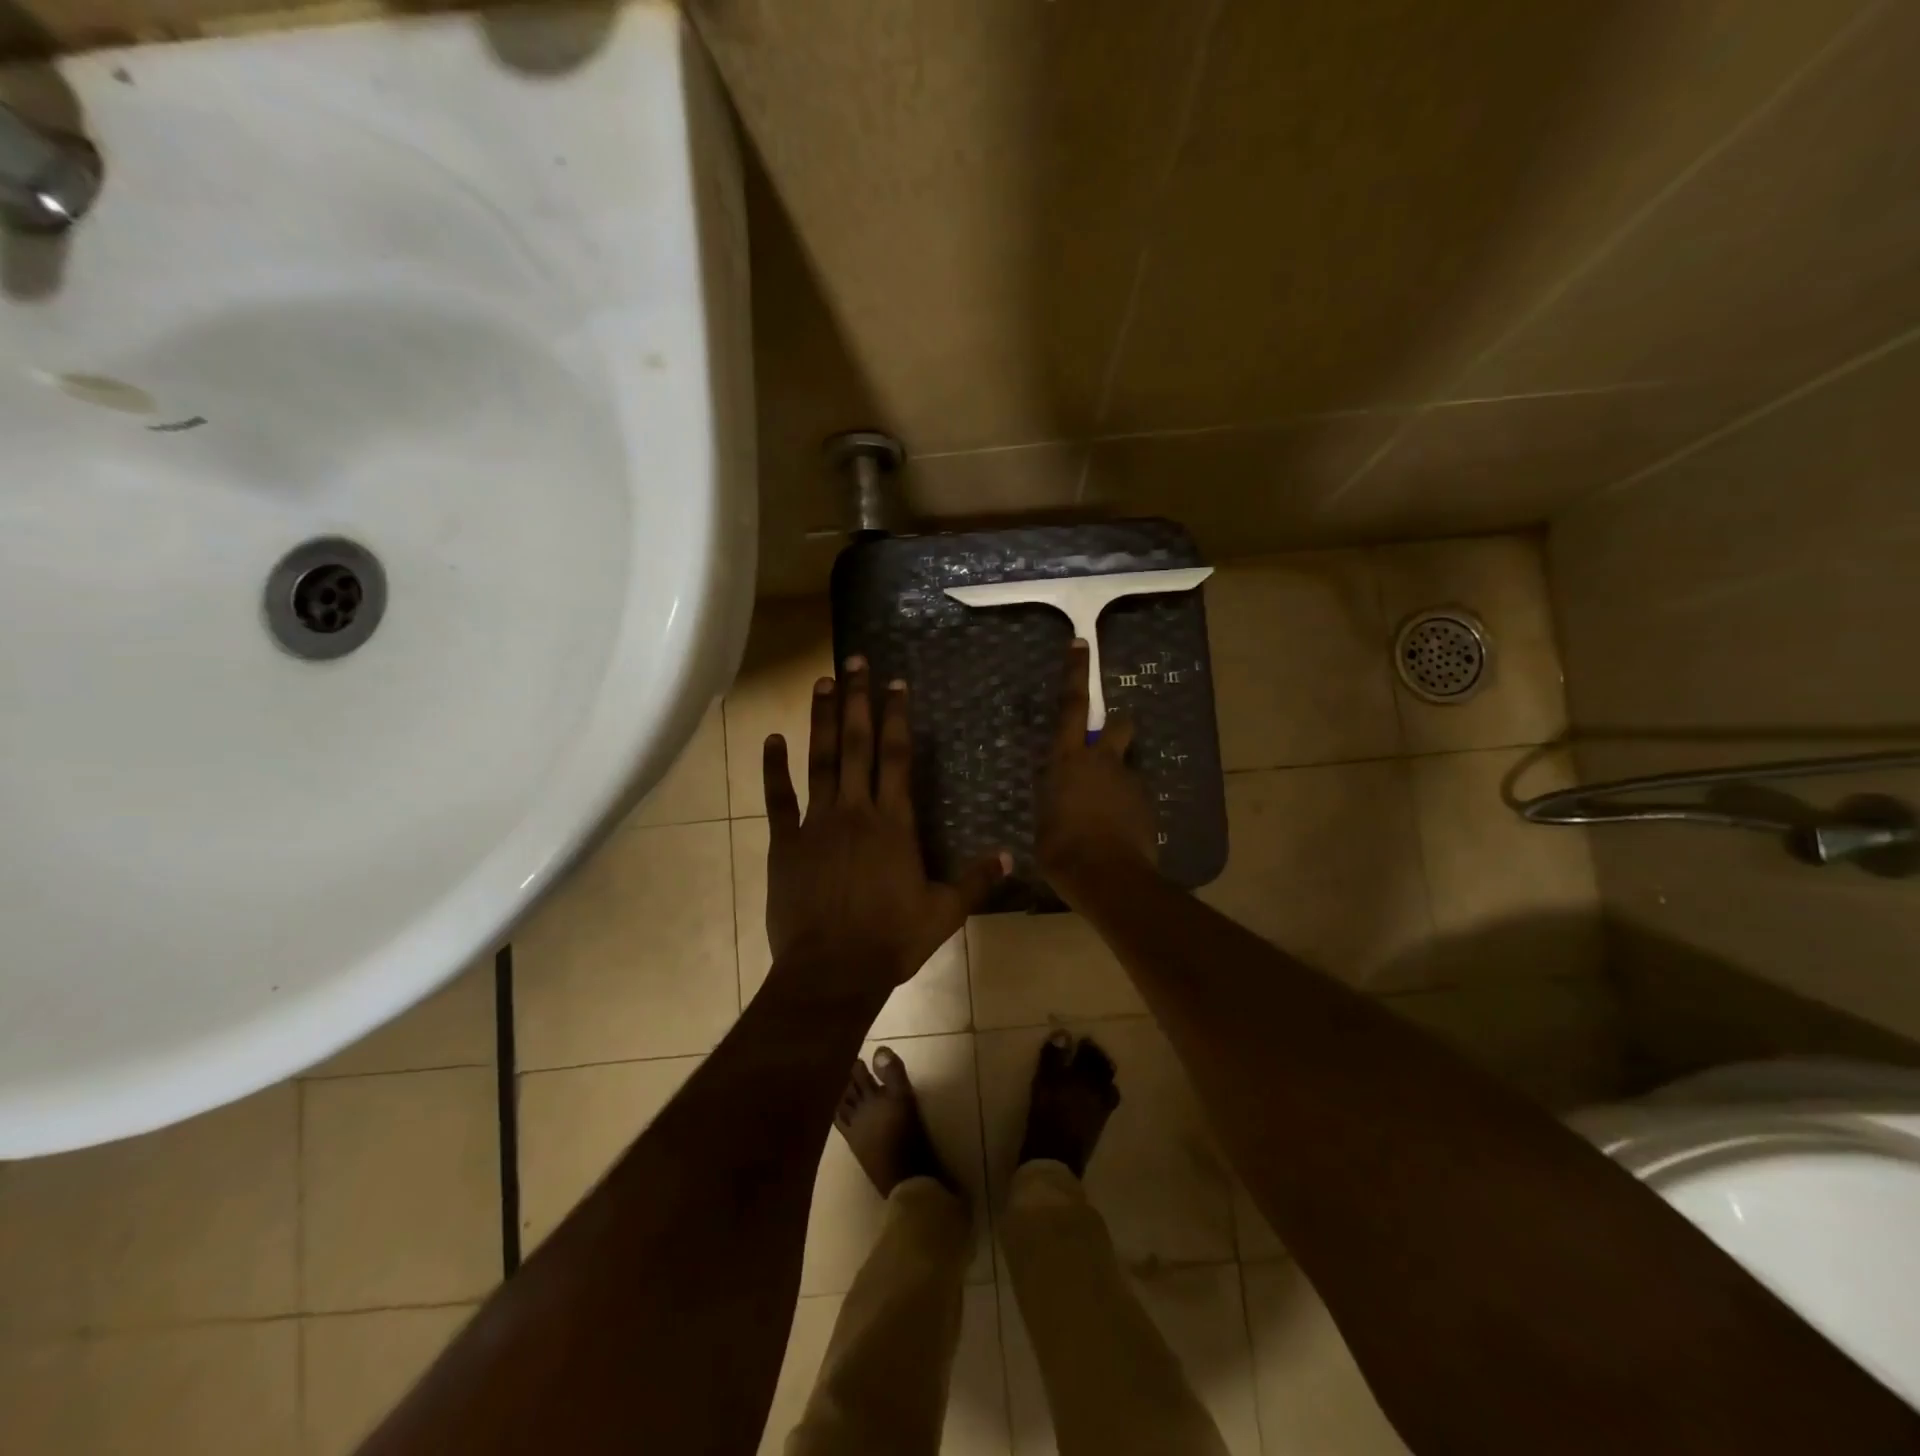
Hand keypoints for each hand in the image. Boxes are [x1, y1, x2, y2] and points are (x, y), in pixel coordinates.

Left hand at [762, 656, 1008, 1001]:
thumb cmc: (890, 941)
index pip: (897, 757)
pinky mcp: (785, 843)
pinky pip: (778, 799)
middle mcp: (855, 811)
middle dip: (857, 700)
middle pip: (857, 744)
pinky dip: (774, 768)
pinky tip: (772, 739)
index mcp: (893, 823)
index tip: (894, 684)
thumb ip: (976, 880)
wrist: (832, 971)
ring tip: (821, 683)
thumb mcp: (944, 913)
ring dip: (820, 720)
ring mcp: (816, 824)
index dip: (896, 717)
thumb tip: (1011, 857)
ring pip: (820, 760)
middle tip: (853, 661)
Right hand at [1036, 639, 1156, 899]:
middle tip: (1109, 742)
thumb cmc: (1061, 850)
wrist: (1108, 877)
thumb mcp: (1045, 822)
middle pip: (1118, 726)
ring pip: (1127, 766)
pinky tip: (1118, 834)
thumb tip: (1061, 802)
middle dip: (1117, 727)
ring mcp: (1128, 781)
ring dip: (1118, 780)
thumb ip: (1055, 801)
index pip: (1071, 706)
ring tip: (1107, 816)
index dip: (1075, 673)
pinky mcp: (1147, 804)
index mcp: (1067, 760)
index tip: (1081, 644)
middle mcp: (1102, 761)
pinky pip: (1134, 797)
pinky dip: (1127, 808)